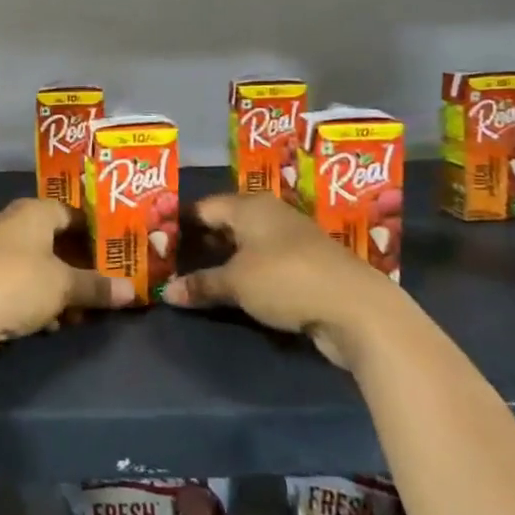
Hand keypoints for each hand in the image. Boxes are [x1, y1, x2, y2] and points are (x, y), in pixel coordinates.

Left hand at [0, 199, 133, 353]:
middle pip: (54, 240)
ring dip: (58, 287)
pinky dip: (36, 298)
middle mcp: (12, 222)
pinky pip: (19, 282)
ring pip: (37, 264)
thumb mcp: (65, 286)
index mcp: (33, 211)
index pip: (70, 212)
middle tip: (100, 286)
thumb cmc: (20, 283)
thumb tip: (132, 291)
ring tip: (78, 313)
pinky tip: (49, 323)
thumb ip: (97, 286)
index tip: (114, 254)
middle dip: (77, 266)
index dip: (93, 233)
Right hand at [161, 193, 397, 366]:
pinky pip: (263, 263)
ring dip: (223, 259)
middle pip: (225, 223)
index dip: (180, 223)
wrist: (356, 308)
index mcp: (249, 205)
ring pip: (245, 244)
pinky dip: (245, 273)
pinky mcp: (305, 266)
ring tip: (194, 276)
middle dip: (200, 241)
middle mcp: (269, 214)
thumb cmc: (286, 279)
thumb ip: (201, 284)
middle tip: (171, 260)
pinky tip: (230, 289)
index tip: (158, 240)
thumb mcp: (236, 283)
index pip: (203, 207)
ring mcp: (290, 239)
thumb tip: (165, 292)